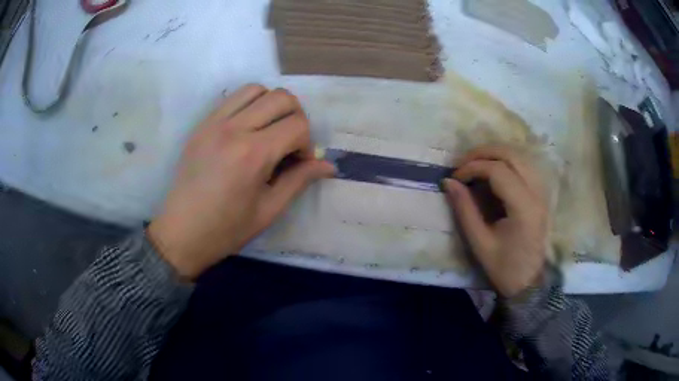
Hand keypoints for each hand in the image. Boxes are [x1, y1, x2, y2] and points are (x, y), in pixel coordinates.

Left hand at [148, 85, 334, 278]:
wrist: (181, 232)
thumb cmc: (226, 229)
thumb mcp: (268, 210)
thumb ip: (299, 180)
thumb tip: (329, 165)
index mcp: (253, 154)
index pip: (298, 125)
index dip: (307, 143)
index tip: (298, 163)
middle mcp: (234, 129)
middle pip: (281, 97)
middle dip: (296, 117)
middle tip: (289, 143)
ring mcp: (214, 123)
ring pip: (255, 89)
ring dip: (271, 105)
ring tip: (268, 131)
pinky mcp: (202, 124)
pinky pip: (232, 98)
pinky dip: (248, 105)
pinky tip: (247, 129)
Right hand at [443, 146, 547, 297]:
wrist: (530, 283)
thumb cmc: (505, 268)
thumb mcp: (480, 243)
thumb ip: (465, 210)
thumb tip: (448, 182)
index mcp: (524, 207)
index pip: (498, 171)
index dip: (473, 167)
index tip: (455, 177)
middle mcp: (537, 193)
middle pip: (512, 154)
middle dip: (483, 152)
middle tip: (462, 162)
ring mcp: (542, 192)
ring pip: (520, 156)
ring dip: (496, 153)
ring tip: (475, 163)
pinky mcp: (541, 194)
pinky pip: (525, 165)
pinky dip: (507, 161)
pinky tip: (494, 170)